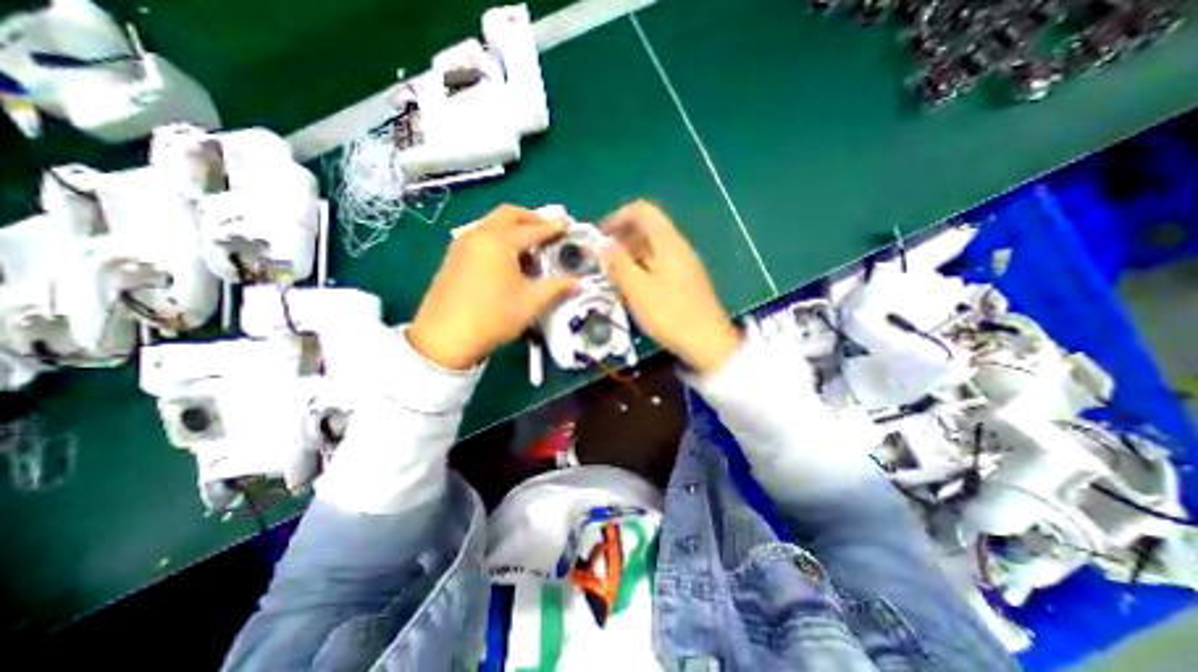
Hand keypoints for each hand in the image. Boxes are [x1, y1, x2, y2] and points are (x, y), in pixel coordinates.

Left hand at [407, 204, 579, 370]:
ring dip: (513, 228)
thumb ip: (557, 288)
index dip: (553, 227)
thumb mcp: (531, 303)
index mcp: (499, 241)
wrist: (445, 338)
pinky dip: (499, 239)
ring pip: (492, 224)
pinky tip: (507, 260)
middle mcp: (479, 235)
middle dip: (530, 218)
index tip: (568, 223)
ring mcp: (462, 245)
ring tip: (530, 247)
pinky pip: (481, 237)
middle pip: (508, 215)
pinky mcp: (454, 258)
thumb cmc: (493, 316)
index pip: (533, 229)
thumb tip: (578, 282)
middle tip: (548, 229)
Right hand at [600, 200, 741, 373]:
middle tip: (602, 259)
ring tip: (612, 275)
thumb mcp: (637, 289)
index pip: (642, 211)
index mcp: (668, 242)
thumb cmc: (670, 314)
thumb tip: (603, 244)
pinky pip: (659, 265)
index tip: (600, 236)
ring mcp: (684, 265)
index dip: (618, 217)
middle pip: (647, 229)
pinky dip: (642, 268)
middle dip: (621, 239)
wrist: (707, 343)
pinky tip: (632, 287)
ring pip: (652, 249)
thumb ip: (618, 263)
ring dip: (630, 255)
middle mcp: (678, 247)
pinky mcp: (686, 282)